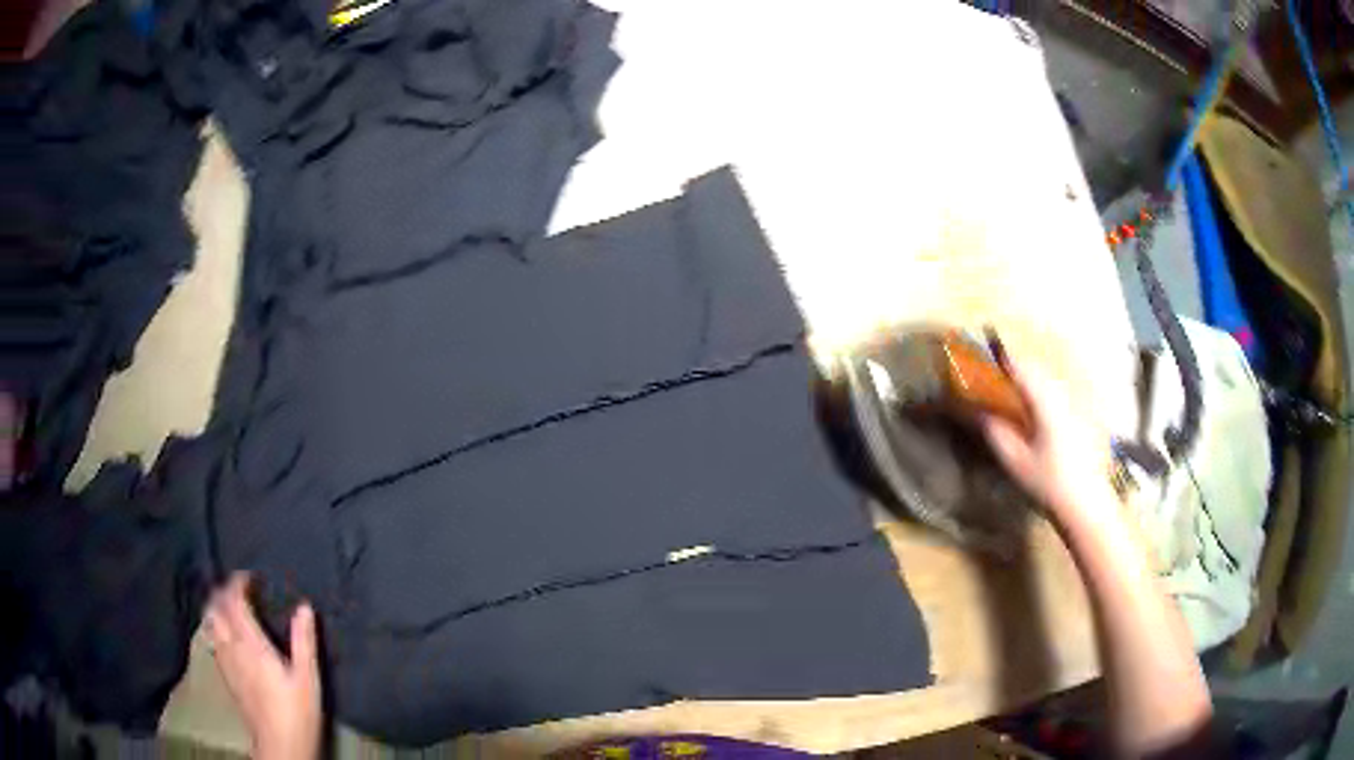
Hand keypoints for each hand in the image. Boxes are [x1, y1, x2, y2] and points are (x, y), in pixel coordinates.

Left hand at [205, 573, 321, 759]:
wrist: (280, 744)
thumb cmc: (297, 711)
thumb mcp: (308, 678)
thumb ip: (304, 641)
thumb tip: (304, 607)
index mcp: (252, 645)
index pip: (234, 603)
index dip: (237, 584)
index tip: (248, 576)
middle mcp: (232, 648)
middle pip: (215, 609)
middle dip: (221, 593)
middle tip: (236, 588)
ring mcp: (225, 663)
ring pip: (210, 624)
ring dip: (215, 609)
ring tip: (228, 607)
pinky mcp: (225, 676)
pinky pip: (212, 641)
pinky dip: (216, 628)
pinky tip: (225, 635)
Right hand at [981, 360, 1116, 523]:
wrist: (1085, 505)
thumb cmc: (1048, 483)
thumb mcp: (1015, 461)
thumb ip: (996, 433)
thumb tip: (980, 413)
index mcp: (1046, 404)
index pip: (1024, 371)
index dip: (1006, 360)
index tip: (990, 353)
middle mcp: (1063, 399)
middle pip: (1039, 373)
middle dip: (1019, 369)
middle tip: (999, 374)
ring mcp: (1074, 409)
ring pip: (1050, 384)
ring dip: (1032, 382)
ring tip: (1015, 392)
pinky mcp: (1081, 421)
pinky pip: (1058, 396)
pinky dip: (1043, 395)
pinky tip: (1036, 413)